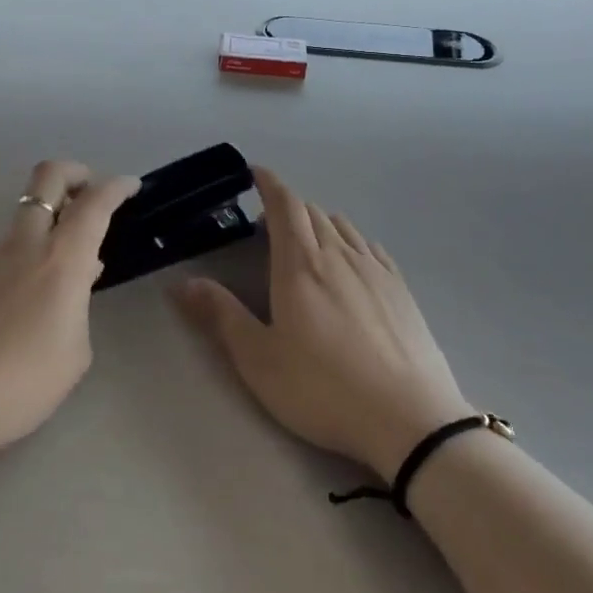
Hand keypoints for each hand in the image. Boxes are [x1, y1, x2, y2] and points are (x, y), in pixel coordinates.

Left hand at [0, 161, 139, 466]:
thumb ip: (79, 307)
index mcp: (61, 259)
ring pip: (23, 218)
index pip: (94, 202)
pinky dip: (20, 259)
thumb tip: (74, 282)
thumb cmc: (18, 383)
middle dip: (75, 172)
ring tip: (55, 276)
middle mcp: (23, 243)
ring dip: (46, 227)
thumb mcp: (74, 354)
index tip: (130, 186)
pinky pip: (1, 252)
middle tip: (90, 192)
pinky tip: (17, 306)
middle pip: (48, 176)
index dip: (116, 186)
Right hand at [173, 166, 472, 477]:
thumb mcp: (259, 360)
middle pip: (311, 211)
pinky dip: (350, 241)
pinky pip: (369, 246)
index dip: (269, 184)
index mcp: (299, 264)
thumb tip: (182, 284)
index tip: (256, 174)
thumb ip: (221, 316)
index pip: (284, 205)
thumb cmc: (323, 389)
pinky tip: (350, 263)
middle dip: (287, 208)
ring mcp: (374, 269)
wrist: (410, 419)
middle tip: (268, 227)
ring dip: (319, 223)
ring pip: (342, 225)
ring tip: (307, 245)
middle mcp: (338, 254)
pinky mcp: (401, 288)